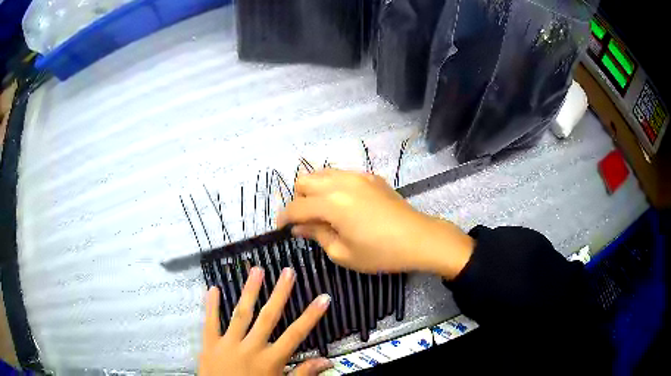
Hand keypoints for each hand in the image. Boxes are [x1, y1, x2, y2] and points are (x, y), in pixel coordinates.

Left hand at [199, 267, 332, 375]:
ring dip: (250, 291)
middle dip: (280, 294)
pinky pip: (210, 322)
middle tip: (288, 272)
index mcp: (271, 359)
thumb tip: (327, 362)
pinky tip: (214, 288)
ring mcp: (229, 343)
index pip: (296, 334)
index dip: (311, 316)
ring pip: (241, 314)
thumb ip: (303, 374)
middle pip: (268, 317)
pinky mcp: (210, 344)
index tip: (323, 298)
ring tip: (257, 270)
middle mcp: (252, 347)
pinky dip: (212, 305)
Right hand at [277, 169, 473, 278]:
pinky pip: (342, 175)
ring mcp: (358, 176)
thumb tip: (299, 228)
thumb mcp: (343, 253)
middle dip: (299, 199)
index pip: (297, 206)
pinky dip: (334, 186)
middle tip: (306, 220)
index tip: (280, 228)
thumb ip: (317, 235)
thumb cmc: (380, 252)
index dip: (284, 217)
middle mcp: (341, 182)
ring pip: (323, 173)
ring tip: (322, 211)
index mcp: (331, 203)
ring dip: (315, 190)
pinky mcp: (371, 177)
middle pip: (305, 180)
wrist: (419, 239)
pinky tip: (345, 204)